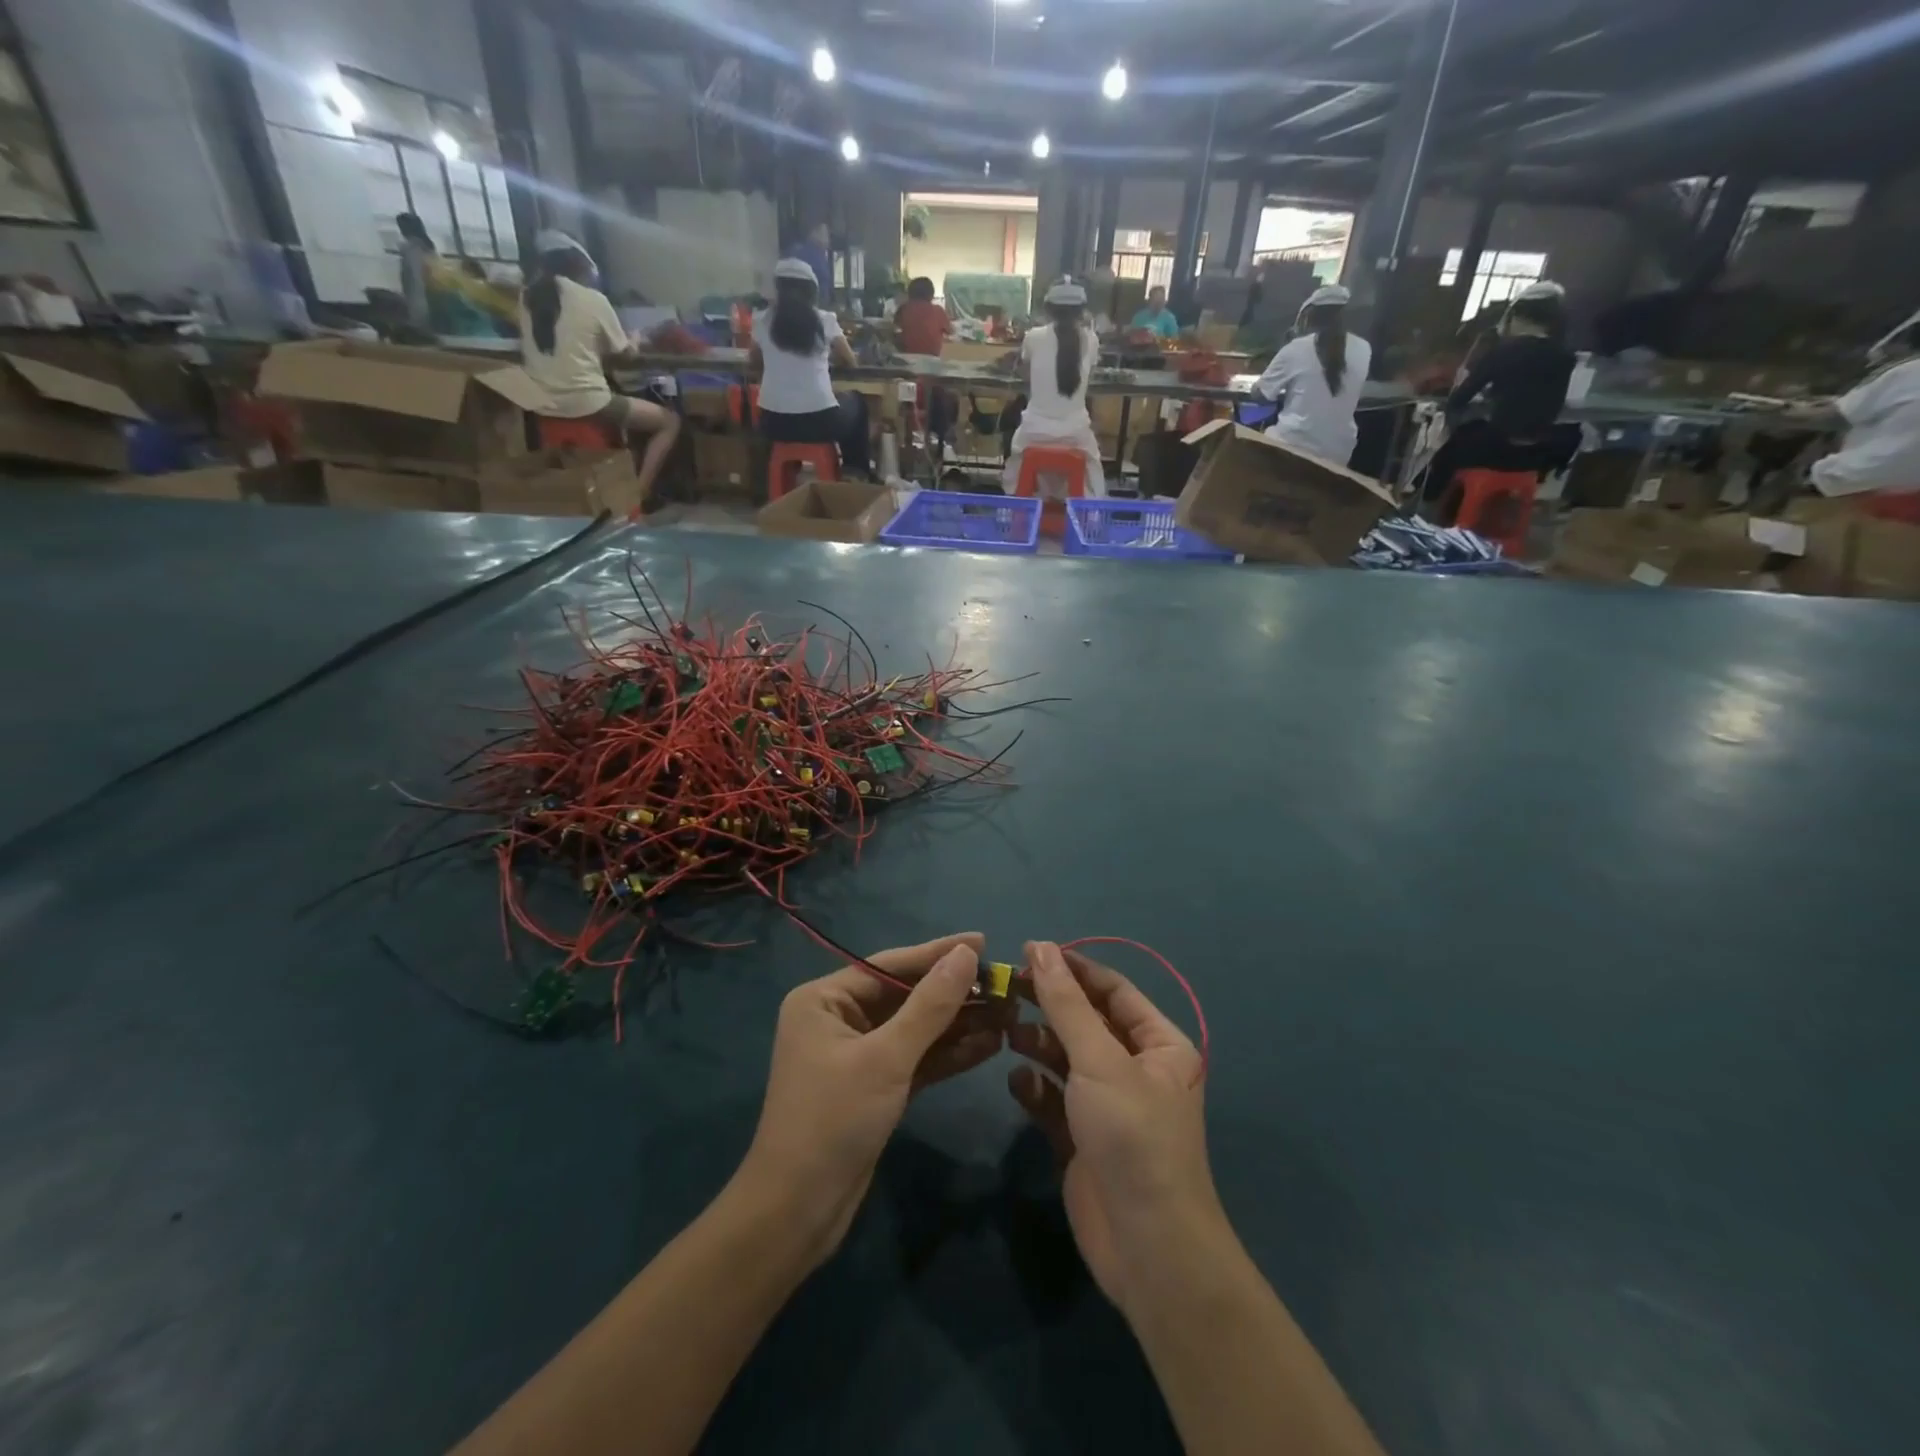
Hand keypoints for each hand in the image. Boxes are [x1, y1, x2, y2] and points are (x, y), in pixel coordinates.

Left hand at [741, 934, 1002, 1263]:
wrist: (798, 1214)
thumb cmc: (834, 1121)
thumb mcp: (886, 1058)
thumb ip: (930, 1005)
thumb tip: (967, 954)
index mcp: (825, 1000)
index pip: (890, 965)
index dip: (938, 953)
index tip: (983, 941)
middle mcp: (839, 1018)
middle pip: (906, 995)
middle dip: (954, 993)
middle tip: (1004, 984)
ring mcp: (858, 1054)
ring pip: (916, 1028)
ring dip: (959, 1023)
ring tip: (1008, 1013)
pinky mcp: (875, 1086)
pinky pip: (916, 1058)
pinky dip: (948, 1053)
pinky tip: (989, 1045)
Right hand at [1007, 942, 1217, 1314]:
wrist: (1146, 1247)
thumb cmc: (1132, 1136)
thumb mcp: (1099, 1060)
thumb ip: (1066, 1003)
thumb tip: (1041, 947)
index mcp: (1160, 1045)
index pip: (1113, 991)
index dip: (1074, 968)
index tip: (1029, 950)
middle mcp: (1136, 1069)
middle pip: (1086, 1021)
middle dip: (1050, 1004)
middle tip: (1006, 987)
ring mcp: (1108, 1105)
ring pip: (1067, 1058)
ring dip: (1038, 1042)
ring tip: (1008, 1032)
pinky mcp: (1082, 1137)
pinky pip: (1054, 1098)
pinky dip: (1035, 1086)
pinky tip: (1018, 1083)